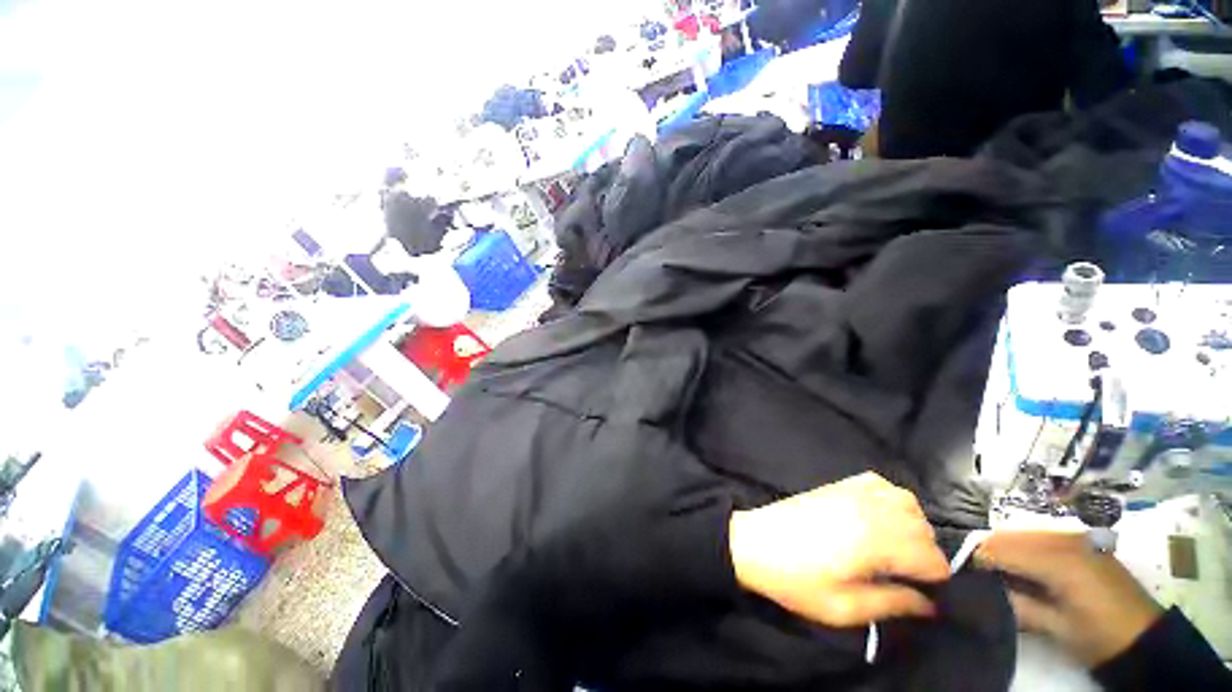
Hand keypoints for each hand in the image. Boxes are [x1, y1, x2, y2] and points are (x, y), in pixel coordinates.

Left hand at [727, 472, 949, 627]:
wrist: (755, 543)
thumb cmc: (797, 580)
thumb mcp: (845, 608)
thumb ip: (893, 604)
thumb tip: (928, 604)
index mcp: (874, 542)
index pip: (931, 556)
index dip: (935, 577)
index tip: (923, 590)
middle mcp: (869, 510)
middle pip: (923, 527)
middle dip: (926, 553)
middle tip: (907, 572)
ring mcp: (852, 492)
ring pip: (907, 501)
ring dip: (913, 524)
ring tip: (896, 545)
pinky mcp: (838, 484)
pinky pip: (879, 482)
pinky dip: (891, 498)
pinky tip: (880, 516)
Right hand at [976, 531, 1163, 666]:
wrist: (1144, 636)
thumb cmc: (1099, 636)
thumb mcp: (1056, 627)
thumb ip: (1017, 604)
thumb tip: (979, 590)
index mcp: (1056, 560)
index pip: (998, 549)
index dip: (975, 561)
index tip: (961, 576)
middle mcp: (1062, 539)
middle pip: (1007, 536)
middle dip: (986, 552)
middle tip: (976, 576)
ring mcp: (1074, 538)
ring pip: (1022, 533)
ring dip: (1004, 550)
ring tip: (997, 574)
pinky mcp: (1081, 542)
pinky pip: (1040, 537)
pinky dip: (1023, 549)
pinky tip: (1024, 568)